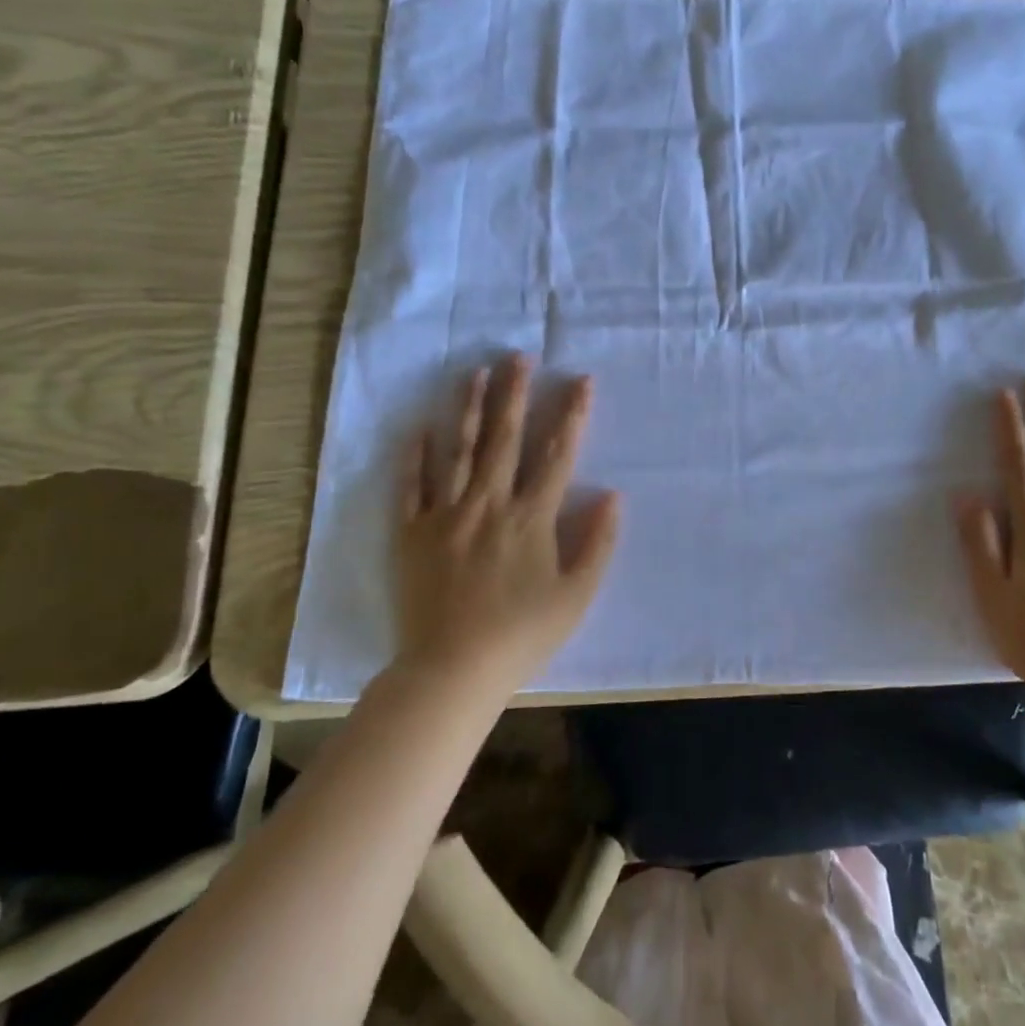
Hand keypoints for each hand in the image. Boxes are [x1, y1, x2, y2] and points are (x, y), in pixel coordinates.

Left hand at [395, 355, 619, 690]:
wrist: (452, 670)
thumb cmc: (522, 634)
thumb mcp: (577, 595)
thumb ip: (597, 543)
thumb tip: (613, 495)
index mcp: (531, 517)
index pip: (557, 454)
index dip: (571, 414)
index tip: (579, 380)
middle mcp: (488, 503)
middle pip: (504, 438)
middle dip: (514, 394)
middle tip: (517, 356)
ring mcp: (445, 515)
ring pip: (458, 451)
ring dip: (468, 408)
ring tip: (474, 372)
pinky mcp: (412, 533)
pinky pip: (411, 486)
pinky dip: (415, 456)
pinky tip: (420, 427)